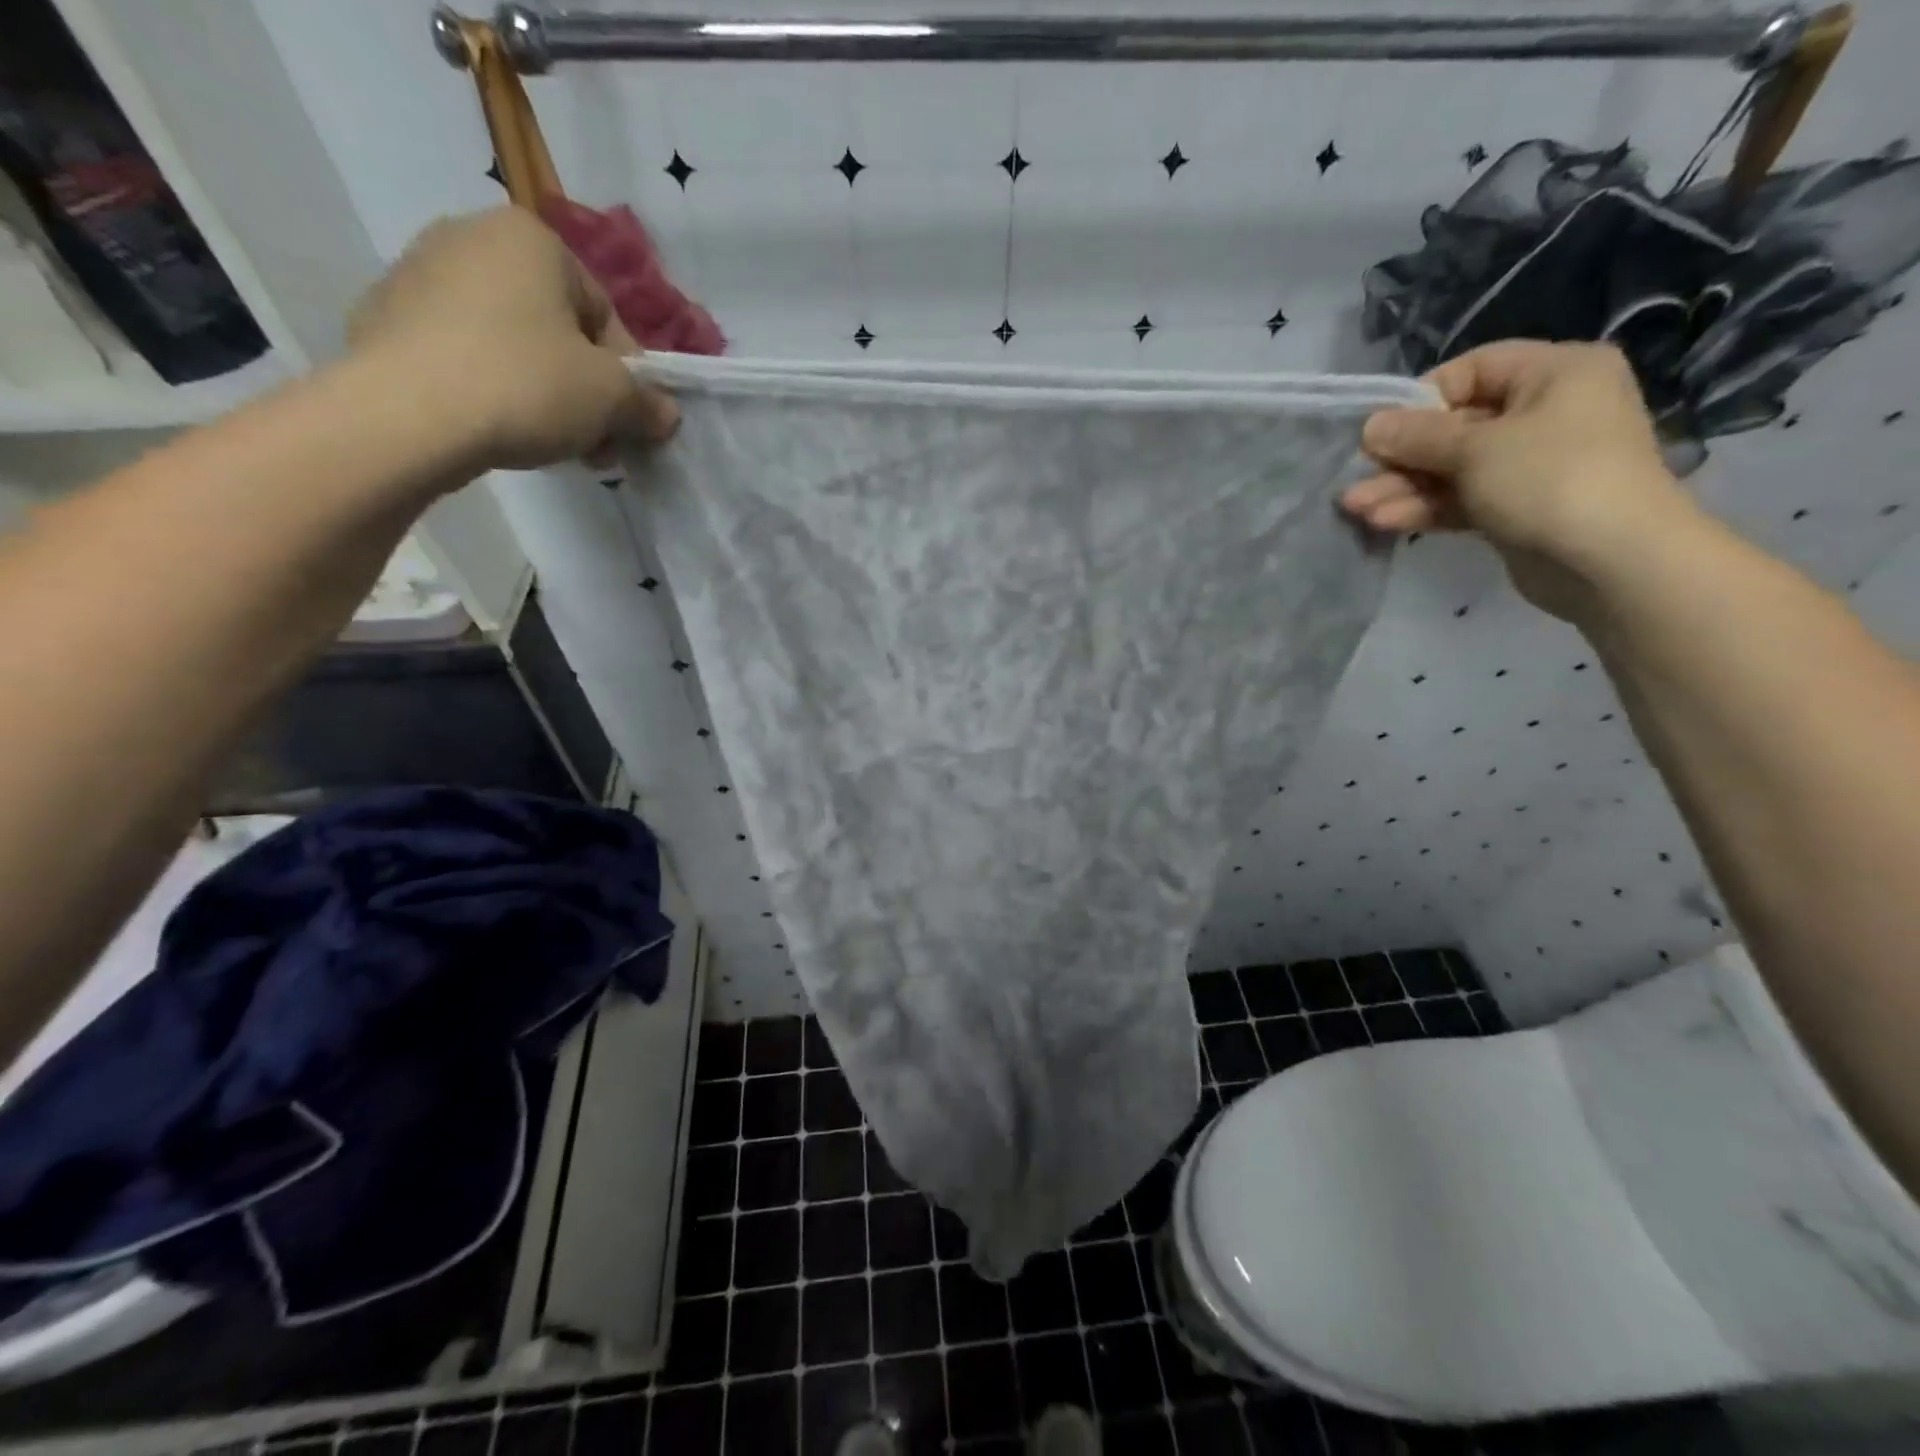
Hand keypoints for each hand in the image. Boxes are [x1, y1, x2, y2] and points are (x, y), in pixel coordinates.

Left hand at [348, 207, 678, 472]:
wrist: (406, 414)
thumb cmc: (527, 385)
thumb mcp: (613, 398)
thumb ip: (649, 403)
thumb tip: (666, 413)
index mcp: (532, 239)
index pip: (607, 316)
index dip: (627, 377)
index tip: (628, 422)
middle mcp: (471, 237)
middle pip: (559, 330)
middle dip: (585, 390)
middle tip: (596, 442)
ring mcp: (418, 274)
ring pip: (513, 345)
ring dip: (545, 394)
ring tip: (552, 444)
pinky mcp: (385, 318)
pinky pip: (465, 356)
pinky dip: (491, 389)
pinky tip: (498, 429)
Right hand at [1342, 340, 1693, 620]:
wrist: (1611, 561)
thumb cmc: (1550, 478)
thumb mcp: (1475, 448)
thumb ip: (1418, 436)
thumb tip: (1370, 424)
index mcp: (1554, 373)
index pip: (1473, 370)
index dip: (1421, 399)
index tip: (1381, 431)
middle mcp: (1546, 411)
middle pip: (1455, 427)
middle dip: (1401, 457)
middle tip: (1354, 479)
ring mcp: (1531, 465)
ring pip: (1453, 469)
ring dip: (1402, 488)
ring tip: (1354, 508)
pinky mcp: (1516, 509)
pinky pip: (1462, 499)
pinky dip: (1425, 508)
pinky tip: (1382, 522)